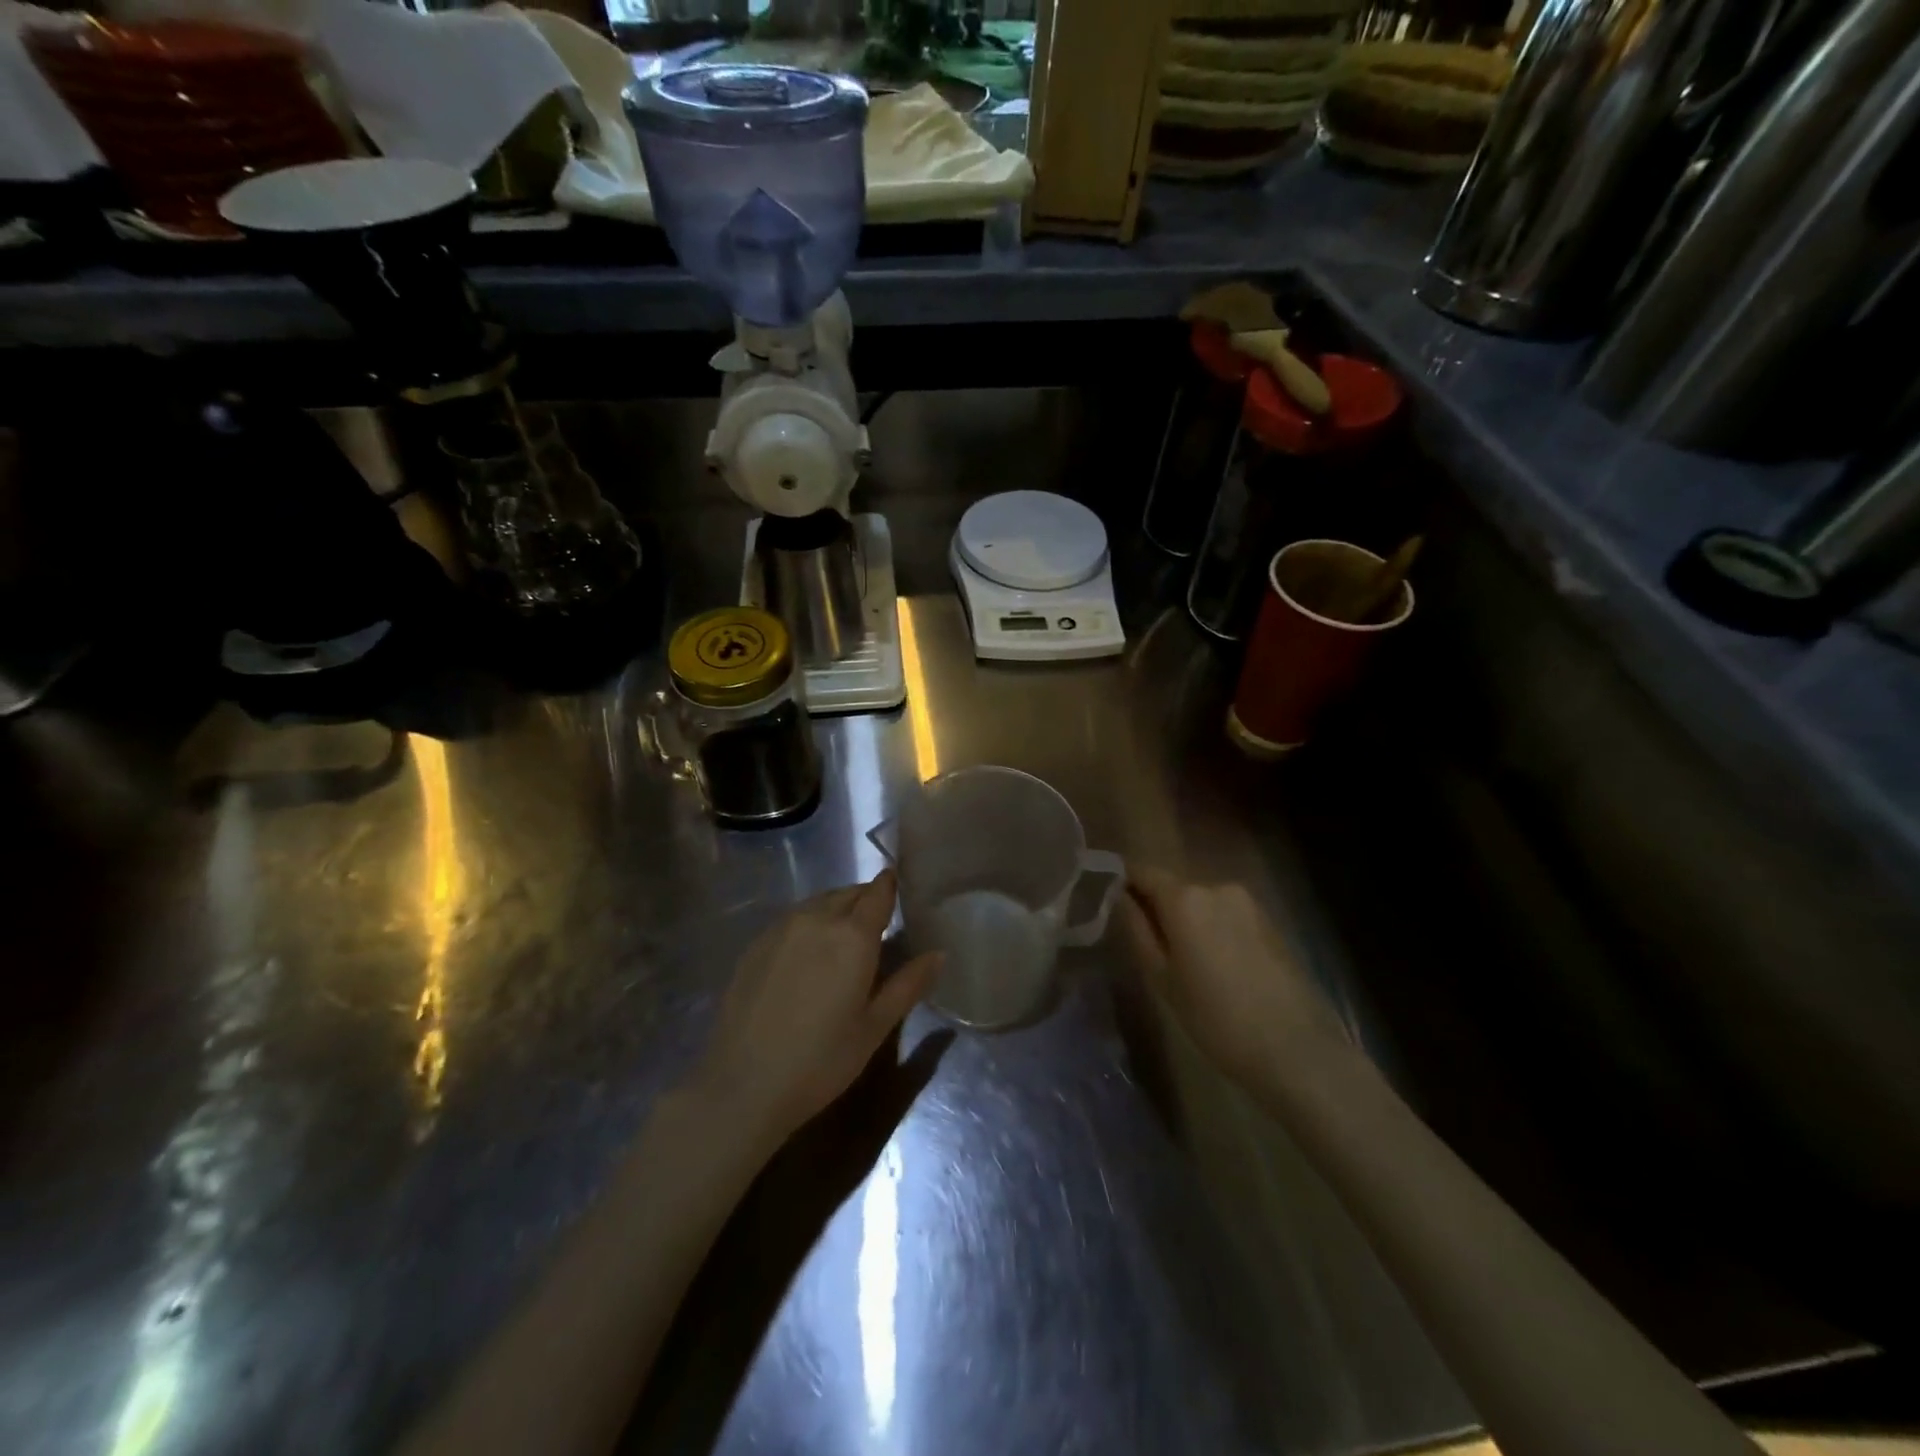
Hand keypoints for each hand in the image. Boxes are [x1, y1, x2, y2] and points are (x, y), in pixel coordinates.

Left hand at [692, 871, 939, 1149]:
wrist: (743, 1085)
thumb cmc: (821, 1060)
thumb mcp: (875, 1026)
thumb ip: (909, 984)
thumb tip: (939, 953)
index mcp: (853, 935)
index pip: (878, 892)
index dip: (890, 885)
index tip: (900, 887)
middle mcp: (817, 918)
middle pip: (848, 893)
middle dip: (865, 899)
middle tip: (878, 923)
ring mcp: (781, 928)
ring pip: (818, 903)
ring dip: (836, 909)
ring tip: (844, 938)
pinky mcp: (755, 944)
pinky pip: (792, 919)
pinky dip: (808, 924)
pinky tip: (807, 955)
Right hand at [1118, 868, 1347, 1084]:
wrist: (1295, 1049)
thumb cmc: (1216, 1018)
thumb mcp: (1162, 979)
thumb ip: (1138, 931)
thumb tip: (1122, 899)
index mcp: (1185, 898)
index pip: (1142, 872)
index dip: (1124, 883)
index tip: (1112, 905)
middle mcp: (1216, 887)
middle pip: (1174, 887)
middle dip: (1159, 909)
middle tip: (1151, 948)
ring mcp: (1248, 903)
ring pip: (1202, 903)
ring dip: (1189, 921)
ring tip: (1187, 964)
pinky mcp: (1270, 921)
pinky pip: (1228, 915)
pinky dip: (1215, 930)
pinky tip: (1220, 968)